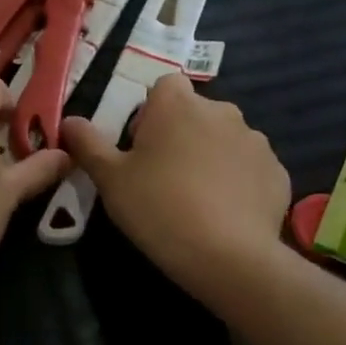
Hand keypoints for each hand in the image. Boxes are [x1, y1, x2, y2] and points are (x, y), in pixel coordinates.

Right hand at [60, 74, 289, 299]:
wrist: (227, 256)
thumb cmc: (158, 208)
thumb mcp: (110, 180)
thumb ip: (88, 144)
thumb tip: (68, 120)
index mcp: (177, 104)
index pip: (163, 88)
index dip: (150, 116)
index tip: (141, 150)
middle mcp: (221, 111)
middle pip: (195, 114)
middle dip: (181, 137)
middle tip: (165, 180)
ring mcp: (255, 140)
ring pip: (225, 140)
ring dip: (211, 158)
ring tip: (198, 201)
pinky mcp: (277, 171)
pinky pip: (250, 169)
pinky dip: (239, 183)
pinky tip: (227, 215)